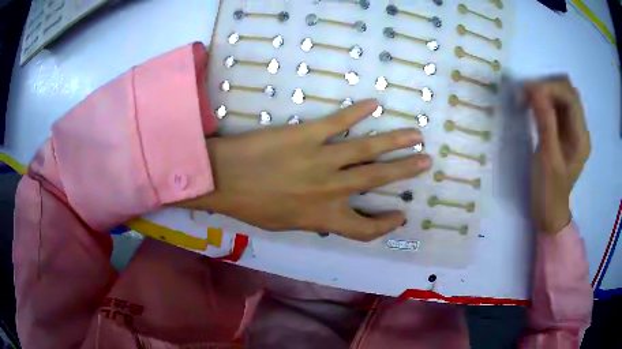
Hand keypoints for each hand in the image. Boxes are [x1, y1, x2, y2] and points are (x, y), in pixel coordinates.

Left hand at [178, 99, 431, 240]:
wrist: (222, 179)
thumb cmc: (250, 206)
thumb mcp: (284, 224)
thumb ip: (313, 219)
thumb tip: (330, 212)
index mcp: (323, 218)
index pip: (365, 229)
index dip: (386, 225)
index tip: (400, 215)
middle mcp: (330, 190)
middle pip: (377, 179)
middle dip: (406, 171)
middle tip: (425, 161)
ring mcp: (321, 159)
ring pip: (368, 150)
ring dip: (395, 141)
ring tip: (416, 135)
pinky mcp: (306, 134)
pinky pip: (338, 122)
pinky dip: (358, 112)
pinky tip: (374, 104)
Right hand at [524, 77, 590, 234]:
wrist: (549, 212)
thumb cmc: (548, 190)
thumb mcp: (547, 157)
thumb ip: (545, 121)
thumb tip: (534, 88)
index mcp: (581, 138)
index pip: (570, 98)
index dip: (551, 88)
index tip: (528, 90)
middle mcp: (581, 130)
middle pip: (568, 93)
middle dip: (548, 87)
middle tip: (528, 93)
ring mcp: (574, 130)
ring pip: (563, 97)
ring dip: (546, 92)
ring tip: (529, 98)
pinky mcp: (565, 132)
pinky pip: (557, 107)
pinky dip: (545, 101)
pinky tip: (534, 106)